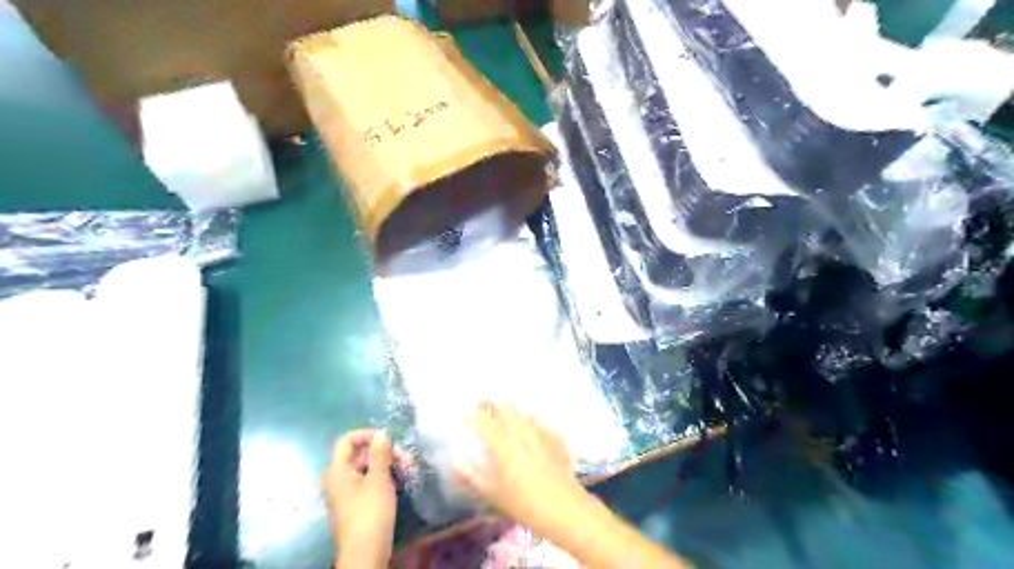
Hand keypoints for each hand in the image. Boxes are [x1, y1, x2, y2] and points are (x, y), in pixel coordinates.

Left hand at [325, 429, 404, 566]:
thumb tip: (382, 432)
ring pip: (367, 467)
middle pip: (359, 453)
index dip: (367, 434)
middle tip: (406, 457)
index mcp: (337, 470)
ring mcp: (346, 491)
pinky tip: (401, 480)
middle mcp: (338, 478)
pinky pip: (368, 480)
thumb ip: (380, 453)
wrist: (365, 552)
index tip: (388, 439)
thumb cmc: (370, 512)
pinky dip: (383, 476)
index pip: (347, 440)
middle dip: (384, 451)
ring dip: (388, 464)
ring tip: (408, 469)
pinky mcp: (355, 502)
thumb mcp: (379, 479)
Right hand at [455, 402, 585, 530]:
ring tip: (507, 410)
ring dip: (513, 410)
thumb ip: (472, 476)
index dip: (473, 415)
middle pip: (506, 409)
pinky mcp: (556, 439)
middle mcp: (521, 433)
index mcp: (503, 445)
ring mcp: (541, 433)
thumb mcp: (493, 494)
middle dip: (493, 404)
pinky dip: (532, 422)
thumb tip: (455, 461)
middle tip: (484, 403)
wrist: (564, 508)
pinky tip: (533, 427)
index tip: (465, 414)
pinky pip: (541, 424)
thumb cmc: (523, 504)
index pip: (484, 422)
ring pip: (524, 413)